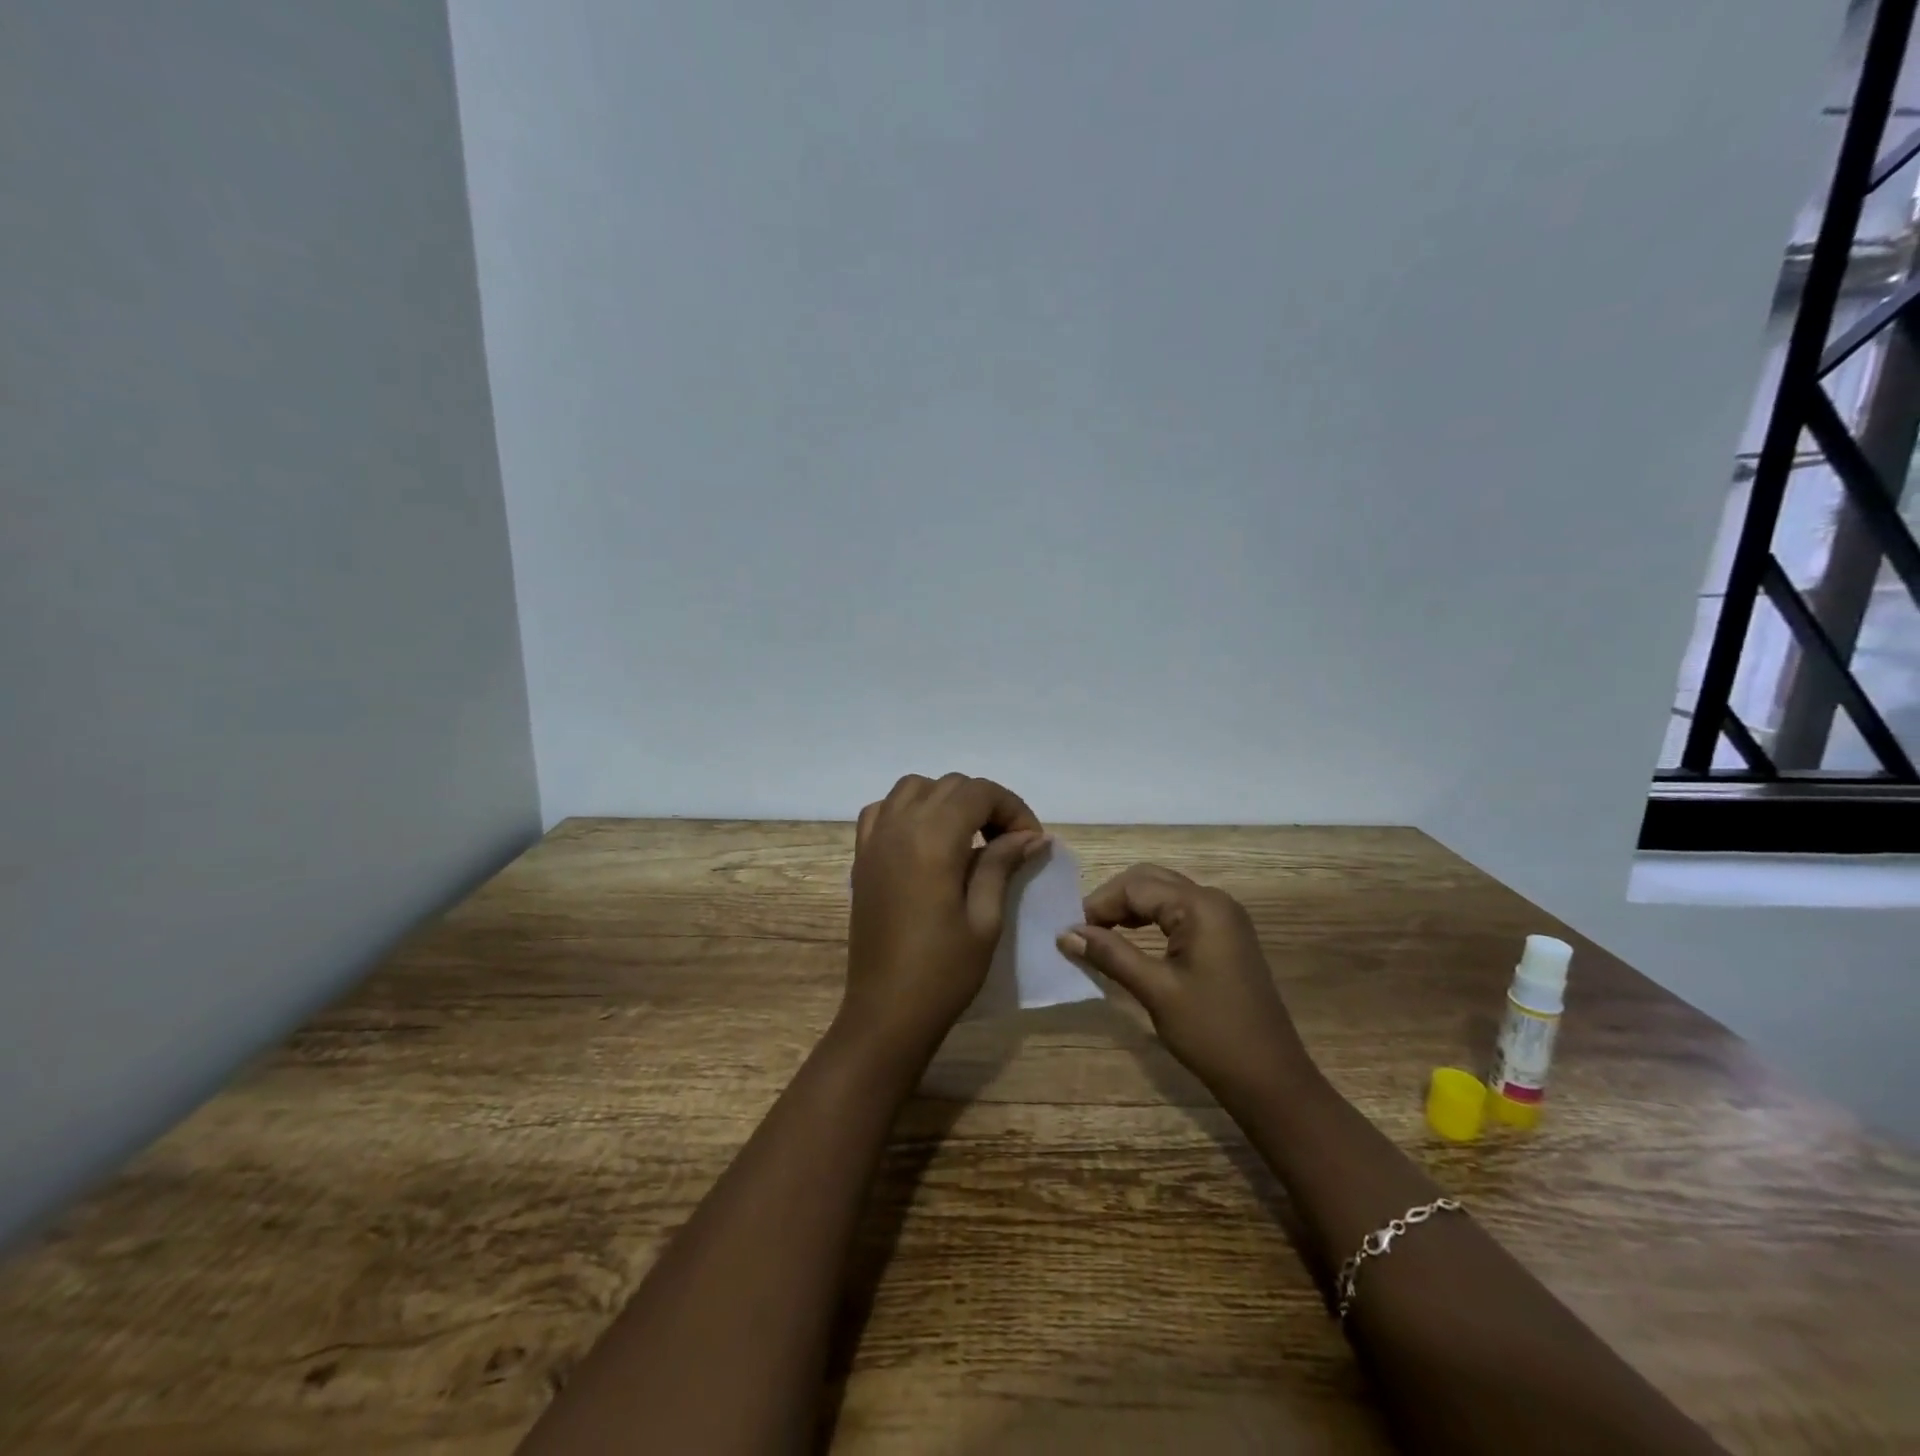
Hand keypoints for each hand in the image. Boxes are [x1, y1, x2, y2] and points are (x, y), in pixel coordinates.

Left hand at [841, 773, 1047, 1067]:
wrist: (886, 1011)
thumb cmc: (944, 971)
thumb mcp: (985, 918)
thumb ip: (1002, 865)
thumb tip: (1031, 835)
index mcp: (932, 839)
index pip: (979, 792)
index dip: (1012, 808)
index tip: (1031, 842)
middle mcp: (899, 827)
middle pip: (949, 786)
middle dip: (986, 803)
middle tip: (1008, 843)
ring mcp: (875, 840)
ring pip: (914, 788)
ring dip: (946, 800)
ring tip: (968, 836)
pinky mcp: (861, 857)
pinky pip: (882, 810)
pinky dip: (907, 810)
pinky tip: (924, 839)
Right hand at [1058, 864, 1311, 1104]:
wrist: (1270, 1078)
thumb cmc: (1211, 1032)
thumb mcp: (1155, 990)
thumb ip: (1110, 954)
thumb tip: (1065, 933)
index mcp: (1201, 906)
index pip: (1136, 887)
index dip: (1099, 904)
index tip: (1070, 932)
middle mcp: (1215, 900)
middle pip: (1151, 881)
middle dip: (1113, 900)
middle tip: (1083, 931)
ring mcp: (1224, 918)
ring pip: (1165, 894)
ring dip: (1131, 908)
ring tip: (1101, 935)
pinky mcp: (1226, 937)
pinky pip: (1180, 912)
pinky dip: (1152, 919)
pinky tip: (1133, 939)